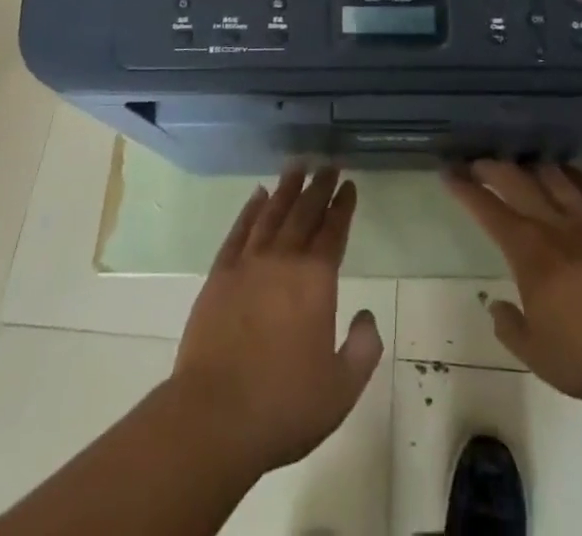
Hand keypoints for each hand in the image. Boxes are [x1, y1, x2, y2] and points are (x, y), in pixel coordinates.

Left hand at [171, 167, 382, 472]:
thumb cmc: (284, 406)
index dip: (343, 206)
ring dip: (286, 188)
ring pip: (271, 214)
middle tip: (327, 164)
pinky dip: (249, 210)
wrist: (214, 417)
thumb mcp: (341, 388)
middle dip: (318, 187)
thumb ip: (363, 348)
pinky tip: (257, 195)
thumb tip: (367, 316)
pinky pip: (238, 231)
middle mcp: (283, 260)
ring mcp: (248, 264)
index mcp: (316, 281)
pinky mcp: (219, 276)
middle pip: (304, 212)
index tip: (349, 184)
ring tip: (296, 165)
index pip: (333, 231)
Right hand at [445, 160, 581, 403]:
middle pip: (517, 182)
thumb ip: (512, 329)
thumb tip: (496, 307)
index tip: (449, 172)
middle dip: (493, 167)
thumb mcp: (540, 356)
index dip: (466, 189)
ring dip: (533, 166)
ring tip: (523, 162)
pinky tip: (569, 172)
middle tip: (478, 160)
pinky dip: (576, 175)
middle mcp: (553, 226)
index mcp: (528, 252)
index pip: (488, 210)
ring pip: (554, 178)